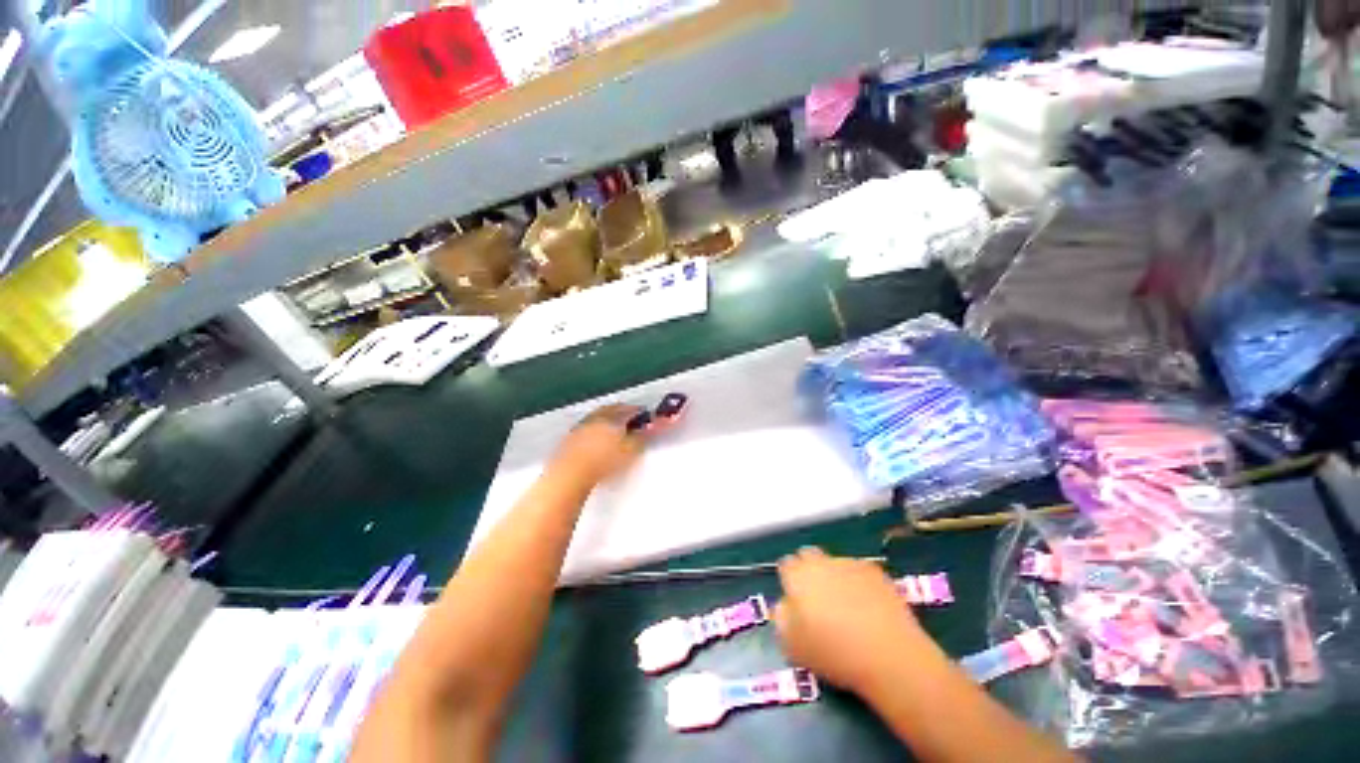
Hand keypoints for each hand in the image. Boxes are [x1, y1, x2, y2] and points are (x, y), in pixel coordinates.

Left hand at [550, 404, 647, 485]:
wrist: (570, 475)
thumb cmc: (603, 461)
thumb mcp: (630, 450)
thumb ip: (643, 437)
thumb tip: (654, 426)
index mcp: (612, 418)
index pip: (630, 409)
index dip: (640, 412)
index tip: (646, 416)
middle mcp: (596, 418)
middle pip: (612, 410)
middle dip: (623, 412)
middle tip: (631, 419)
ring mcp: (581, 427)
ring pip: (598, 417)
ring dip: (608, 419)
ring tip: (615, 429)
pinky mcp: (570, 439)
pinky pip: (587, 428)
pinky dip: (595, 429)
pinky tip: (597, 439)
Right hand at [774, 548, 927, 692]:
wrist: (888, 655)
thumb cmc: (834, 653)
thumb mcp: (792, 645)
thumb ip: (781, 617)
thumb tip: (784, 604)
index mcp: (798, 576)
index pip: (785, 565)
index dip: (789, 580)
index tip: (795, 599)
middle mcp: (820, 562)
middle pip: (808, 555)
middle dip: (808, 570)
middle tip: (816, 599)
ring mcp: (849, 563)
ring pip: (834, 563)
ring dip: (834, 576)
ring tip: (846, 606)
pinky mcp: (875, 571)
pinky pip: (858, 571)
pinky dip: (858, 583)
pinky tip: (867, 606)